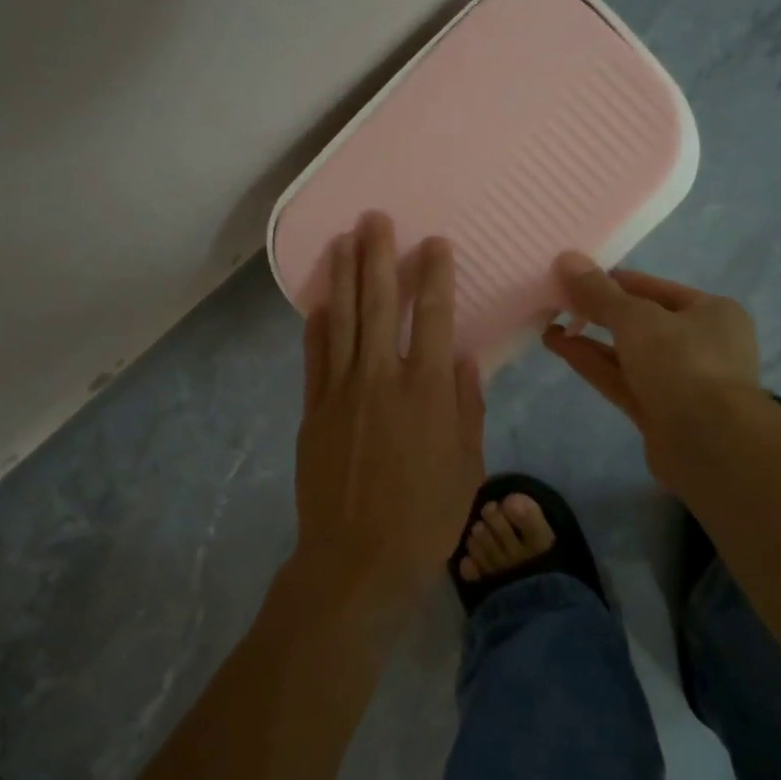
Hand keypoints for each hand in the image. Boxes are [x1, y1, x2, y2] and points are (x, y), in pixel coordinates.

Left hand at [292, 212, 484, 622]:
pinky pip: (314, 357)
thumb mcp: (467, 465)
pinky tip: (317, 301)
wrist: (357, 560)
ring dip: (343, 276)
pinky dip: (316, 326)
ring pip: (341, 320)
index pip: (434, 317)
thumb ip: (466, 406)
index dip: (435, 276)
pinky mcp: (313, 410)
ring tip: (343, 239)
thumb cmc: (425, 518)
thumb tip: (464, 358)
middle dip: (378, 257)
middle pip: (379, 304)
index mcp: (427, 390)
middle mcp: (382, 378)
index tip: (434, 244)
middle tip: (375, 219)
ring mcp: (341, 391)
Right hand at [541, 253, 761, 483]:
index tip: (574, 278)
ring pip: (627, 353)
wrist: (711, 445)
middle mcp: (700, 344)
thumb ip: (599, 292)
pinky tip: (559, 347)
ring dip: (590, 339)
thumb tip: (566, 259)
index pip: (654, 288)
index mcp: (711, 312)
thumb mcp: (637, 318)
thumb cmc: (683, 364)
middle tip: (557, 301)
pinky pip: (621, 379)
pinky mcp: (659, 412)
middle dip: (598, 312)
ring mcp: (680, 381)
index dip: (613, 282)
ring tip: (549, 324)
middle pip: (640, 322)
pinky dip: (593, 363)